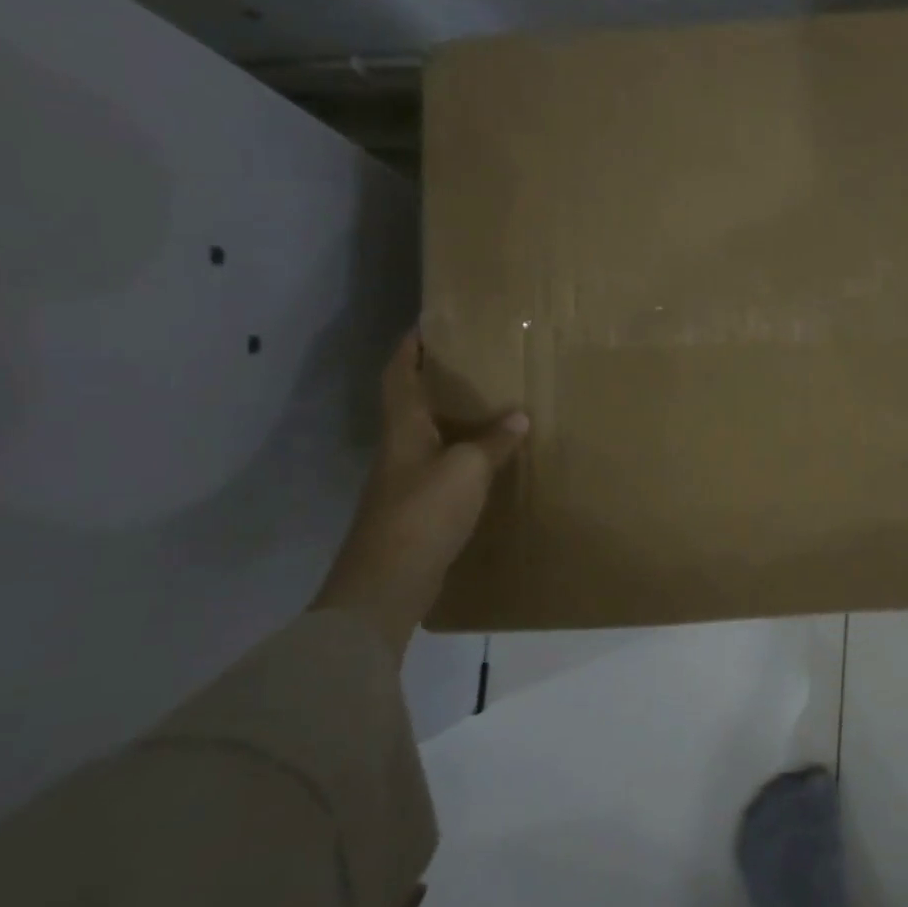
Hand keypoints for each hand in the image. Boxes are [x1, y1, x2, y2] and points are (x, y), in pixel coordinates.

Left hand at [311, 332, 527, 656]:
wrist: (389, 582)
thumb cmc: (424, 512)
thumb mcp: (467, 468)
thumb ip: (494, 441)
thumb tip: (519, 415)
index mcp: (403, 428)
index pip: (398, 375)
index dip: (409, 348)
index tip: (426, 324)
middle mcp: (399, 448)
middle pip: (411, 403)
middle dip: (434, 380)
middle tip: (471, 362)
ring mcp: (405, 481)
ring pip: (428, 436)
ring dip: (452, 419)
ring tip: (489, 406)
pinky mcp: (417, 509)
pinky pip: (442, 468)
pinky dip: (463, 456)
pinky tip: (488, 461)